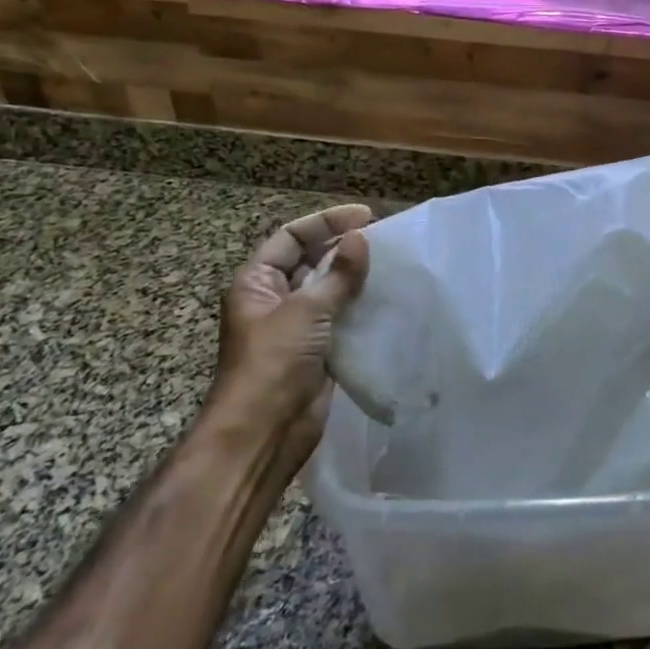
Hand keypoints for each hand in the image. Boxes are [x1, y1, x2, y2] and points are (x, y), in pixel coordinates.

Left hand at [206, 204, 372, 468]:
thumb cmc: (274, 363)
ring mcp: (296, 326)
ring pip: (329, 289)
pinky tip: (388, 298)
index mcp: (257, 282)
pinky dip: (361, 305)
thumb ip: (338, 275)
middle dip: (343, 247)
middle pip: (311, 260)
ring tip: (391, 263)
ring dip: (356, 276)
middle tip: (383, 238)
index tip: (365, 216)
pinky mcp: (317, 349)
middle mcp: (274, 299)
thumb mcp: (305, 311)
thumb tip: (361, 239)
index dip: (326, 222)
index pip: (292, 237)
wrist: (264, 432)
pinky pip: (341, 317)